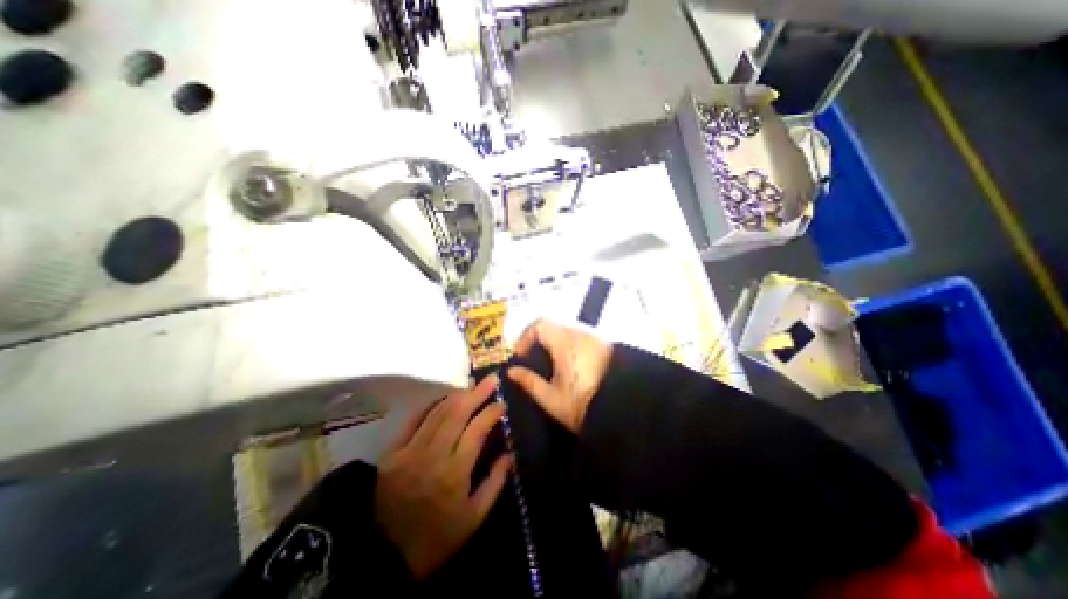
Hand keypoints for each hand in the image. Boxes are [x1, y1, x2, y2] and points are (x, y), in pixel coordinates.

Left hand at [372, 377, 510, 577]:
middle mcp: (433, 454)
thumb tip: (509, 453)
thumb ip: (495, 483)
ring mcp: (410, 450)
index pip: (477, 430)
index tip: (502, 403)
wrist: (383, 557)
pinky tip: (443, 397)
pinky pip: (414, 420)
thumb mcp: (474, 519)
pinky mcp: (393, 452)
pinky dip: (430, 405)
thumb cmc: (436, 538)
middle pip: (457, 413)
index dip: (491, 412)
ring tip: (472, 385)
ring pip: (437, 412)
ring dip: (457, 395)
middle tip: (491, 379)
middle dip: (477, 393)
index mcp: (455, 472)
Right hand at [507, 320, 612, 431]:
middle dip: (539, 340)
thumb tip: (512, 371)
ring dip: (554, 343)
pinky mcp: (605, 346)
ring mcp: (595, 339)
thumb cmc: (584, 405)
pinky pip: (580, 338)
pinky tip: (569, 366)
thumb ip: (529, 382)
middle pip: (553, 326)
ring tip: (550, 365)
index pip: (540, 325)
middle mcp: (581, 335)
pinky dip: (569, 346)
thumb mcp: (551, 398)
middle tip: (533, 360)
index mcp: (565, 343)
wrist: (625, 411)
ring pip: (567, 332)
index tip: (521, 355)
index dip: (525, 337)